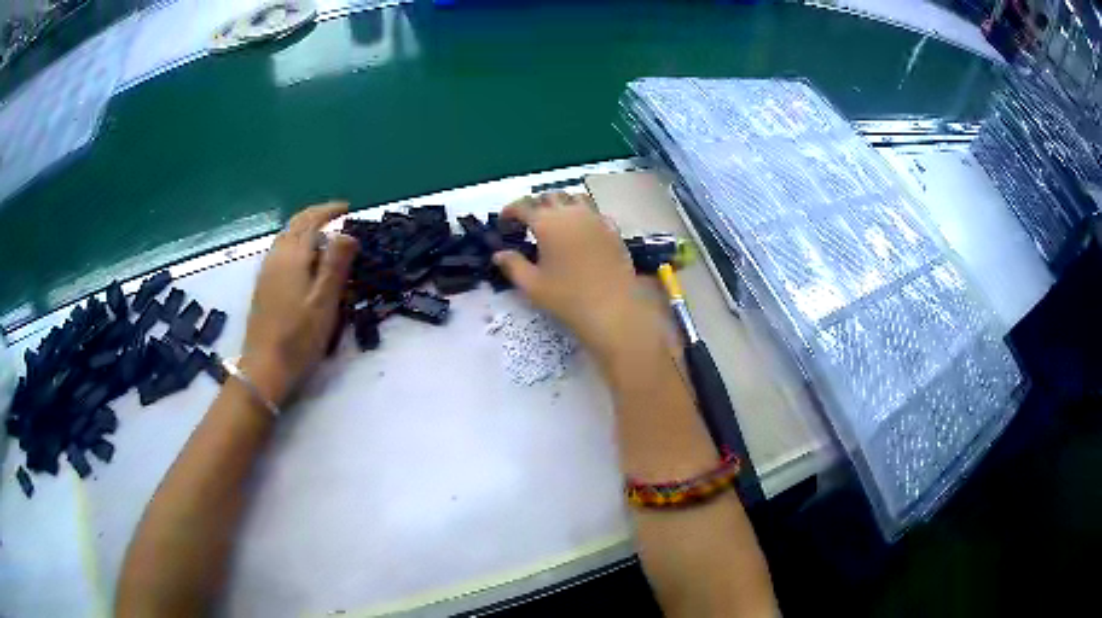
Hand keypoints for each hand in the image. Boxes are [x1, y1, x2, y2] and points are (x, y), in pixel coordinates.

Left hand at [240, 202, 358, 405]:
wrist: (265, 367)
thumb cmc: (299, 336)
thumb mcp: (324, 301)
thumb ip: (336, 264)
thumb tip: (347, 233)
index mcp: (292, 256)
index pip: (310, 220)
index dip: (329, 211)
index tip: (348, 209)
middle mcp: (276, 257)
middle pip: (294, 225)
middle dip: (315, 216)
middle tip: (337, 218)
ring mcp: (266, 271)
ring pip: (285, 238)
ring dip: (304, 230)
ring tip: (324, 238)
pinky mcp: (263, 286)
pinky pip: (280, 252)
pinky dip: (295, 245)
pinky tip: (304, 262)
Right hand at [492, 192, 662, 364]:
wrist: (613, 308)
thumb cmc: (567, 298)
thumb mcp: (532, 285)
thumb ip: (513, 265)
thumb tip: (499, 254)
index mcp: (547, 223)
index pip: (523, 206)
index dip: (510, 211)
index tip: (503, 223)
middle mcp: (571, 213)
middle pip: (549, 197)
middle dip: (535, 205)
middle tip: (527, 223)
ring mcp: (595, 218)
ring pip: (574, 198)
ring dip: (560, 204)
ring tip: (555, 221)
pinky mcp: (612, 229)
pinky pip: (595, 212)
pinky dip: (583, 214)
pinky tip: (581, 230)